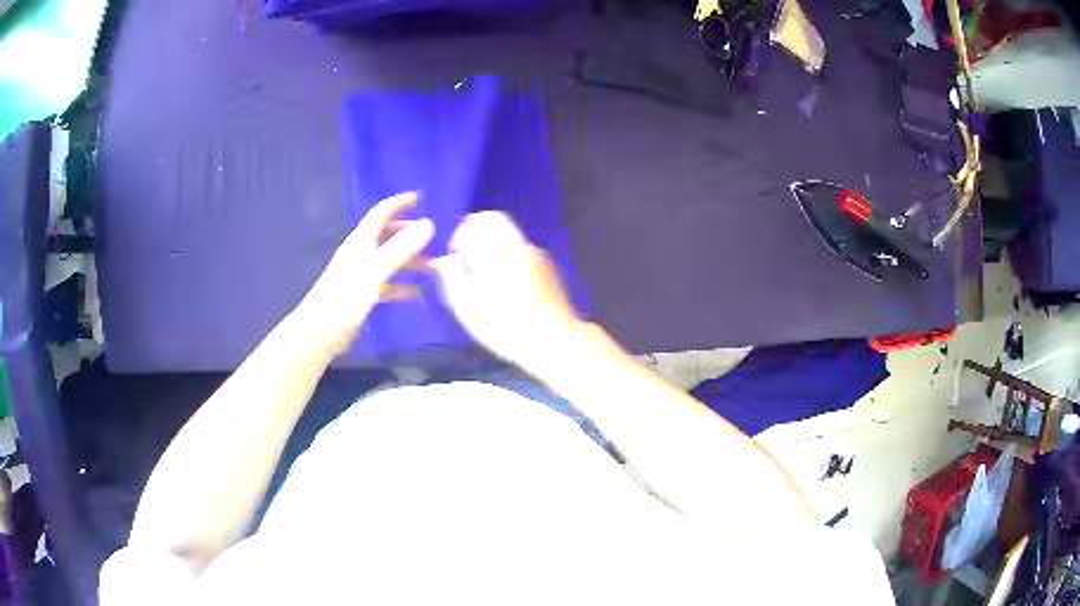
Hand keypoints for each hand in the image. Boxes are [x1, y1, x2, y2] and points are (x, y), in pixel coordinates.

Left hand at [299, 192, 433, 354]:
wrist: (321, 332)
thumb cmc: (345, 297)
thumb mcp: (376, 270)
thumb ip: (401, 248)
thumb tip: (429, 224)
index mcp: (361, 241)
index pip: (382, 212)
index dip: (400, 203)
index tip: (423, 198)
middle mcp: (362, 253)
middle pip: (388, 235)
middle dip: (410, 233)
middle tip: (435, 237)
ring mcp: (362, 274)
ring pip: (391, 260)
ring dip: (411, 260)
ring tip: (434, 267)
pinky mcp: (364, 294)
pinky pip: (388, 284)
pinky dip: (403, 285)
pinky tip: (419, 294)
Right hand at [430, 212, 581, 369]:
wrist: (553, 340)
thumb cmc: (504, 324)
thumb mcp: (466, 305)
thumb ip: (452, 276)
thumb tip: (445, 260)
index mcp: (499, 248)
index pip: (482, 220)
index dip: (464, 232)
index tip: (456, 253)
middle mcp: (521, 245)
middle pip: (498, 226)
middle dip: (480, 239)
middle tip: (468, 264)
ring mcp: (539, 257)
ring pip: (512, 242)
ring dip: (496, 253)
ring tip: (487, 282)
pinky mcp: (550, 272)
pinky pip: (524, 258)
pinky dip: (511, 265)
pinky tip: (508, 292)